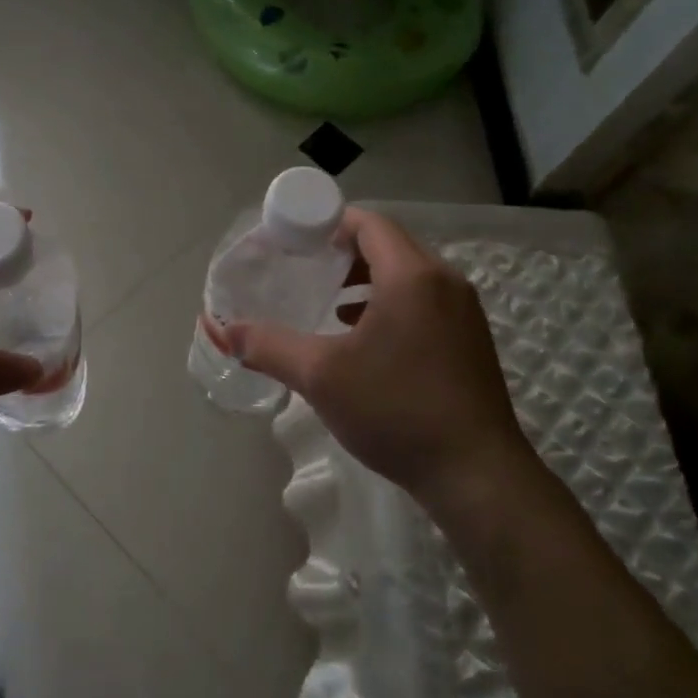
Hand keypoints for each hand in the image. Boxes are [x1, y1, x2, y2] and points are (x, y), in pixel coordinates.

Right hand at [226, 207, 533, 510]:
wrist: (476, 474)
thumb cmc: (396, 410)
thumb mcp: (321, 377)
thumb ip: (267, 346)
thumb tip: (221, 329)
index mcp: (412, 275)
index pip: (369, 223)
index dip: (329, 223)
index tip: (295, 241)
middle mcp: (445, 281)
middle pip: (389, 245)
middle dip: (344, 251)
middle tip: (305, 268)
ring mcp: (464, 312)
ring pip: (408, 275)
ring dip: (367, 279)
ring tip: (329, 302)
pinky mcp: (470, 340)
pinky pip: (424, 301)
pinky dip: (390, 303)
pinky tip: (363, 337)